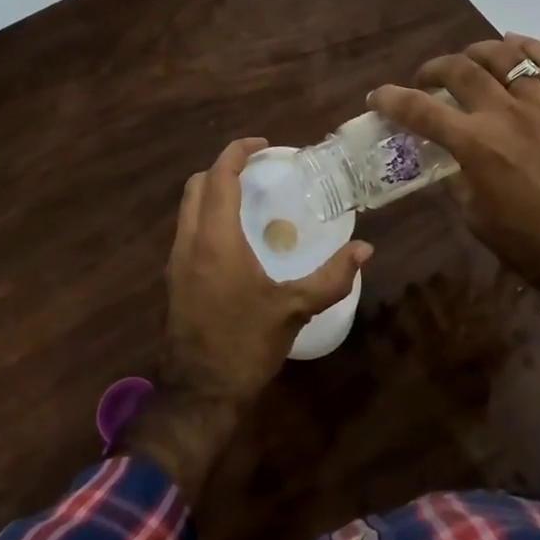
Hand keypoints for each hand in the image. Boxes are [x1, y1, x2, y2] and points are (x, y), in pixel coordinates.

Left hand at [122, 137, 371, 504]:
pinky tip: (236, 237)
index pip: (218, 177)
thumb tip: (365, 250)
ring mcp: (176, 261)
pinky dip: (207, 217)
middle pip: (196, 185)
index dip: (237, 152)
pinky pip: (187, 230)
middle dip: (223, 169)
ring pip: (187, 208)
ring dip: (212, 193)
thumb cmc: (245, 345)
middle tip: (258, 171)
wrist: (199, 394)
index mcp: (216, 240)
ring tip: (250, 199)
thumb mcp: (294, 309)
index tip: (264, 146)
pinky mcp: (174, 279)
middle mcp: (189, 242)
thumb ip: (331, 277)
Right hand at [370, 36, 539, 298]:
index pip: (420, 109)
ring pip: (506, 56)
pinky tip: (516, 44)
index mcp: (475, 144)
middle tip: (427, 79)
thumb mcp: (475, 215)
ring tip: (469, 59)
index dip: (391, 98)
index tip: (377, 96)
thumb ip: (457, 178)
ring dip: (478, 51)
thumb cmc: (528, 241)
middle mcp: (505, 113)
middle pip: (460, 70)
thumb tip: (450, 158)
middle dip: (434, 68)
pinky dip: (531, 48)